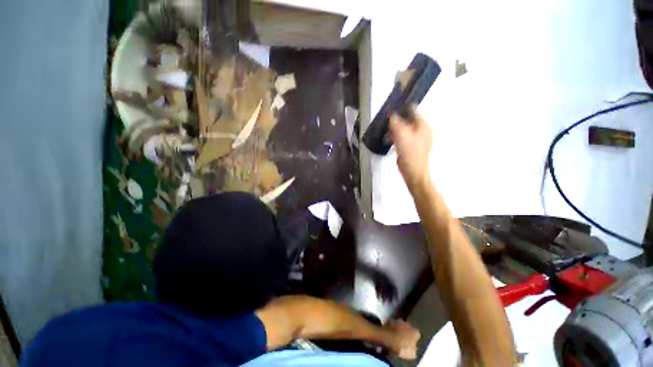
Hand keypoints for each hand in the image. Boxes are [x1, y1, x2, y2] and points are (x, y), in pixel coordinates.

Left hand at [384, 319, 420, 359]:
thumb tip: (414, 348)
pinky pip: (393, 324)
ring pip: (401, 325)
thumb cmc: (400, 348)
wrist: (386, 338)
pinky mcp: (390, 319)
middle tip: (403, 340)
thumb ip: (414, 350)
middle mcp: (409, 324)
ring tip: (396, 337)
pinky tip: (390, 333)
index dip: (414, 340)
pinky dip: (392, 328)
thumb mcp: (411, 354)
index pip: (418, 336)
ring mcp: (399, 320)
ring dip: (399, 329)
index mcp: (416, 332)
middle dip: (407, 333)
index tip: (411, 345)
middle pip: (409, 329)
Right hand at [389, 105, 432, 188]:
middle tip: (386, 123)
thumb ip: (395, 122)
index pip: (413, 110)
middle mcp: (422, 130)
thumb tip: (391, 113)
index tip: (390, 110)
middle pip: (408, 120)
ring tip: (386, 134)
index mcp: (423, 125)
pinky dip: (397, 138)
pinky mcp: (413, 147)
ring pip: (405, 130)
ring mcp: (418, 140)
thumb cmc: (409, 152)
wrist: (413, 171)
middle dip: (396, 121)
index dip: (401, 108)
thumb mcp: (400, 134)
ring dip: (395, 130)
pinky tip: (389, 141)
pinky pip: (404, 138)